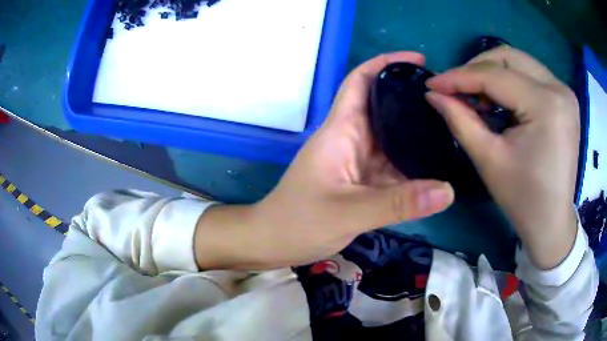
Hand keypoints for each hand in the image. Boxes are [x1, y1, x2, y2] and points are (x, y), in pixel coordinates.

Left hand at [195, 52, 453, 269]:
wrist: (273, 242)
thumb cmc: (298, 222)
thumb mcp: (348, 213)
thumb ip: (398, 203)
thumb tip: (448, 191)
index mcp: (340, 131)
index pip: (360, 83)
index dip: (385, 65)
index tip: (418, 60)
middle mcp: (350, 140)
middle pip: (383, 107)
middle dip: (411, 98)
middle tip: (446, 100)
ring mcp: (357, 162)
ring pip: (391, 138)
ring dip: (416, 132)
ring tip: (450, 128)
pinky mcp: (361, 182)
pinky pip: (392, 166)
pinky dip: (412, 164)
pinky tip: (435, 165)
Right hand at [426, 46, 579, 268]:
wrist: (552, 221)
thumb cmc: (523, 198)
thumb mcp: (489, 160)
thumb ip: (460, 120)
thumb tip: (433, 94)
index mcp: (546, 105)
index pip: (495, 76)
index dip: (459, 77)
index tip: (432, 84)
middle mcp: (559, 88)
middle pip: (508, 57)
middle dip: (476, 68)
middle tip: (456, 88)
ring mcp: (564, 91)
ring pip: (519, 62)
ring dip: (493, 73)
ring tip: (477, 96)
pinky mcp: (564, 98)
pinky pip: (531, 75)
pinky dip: (510, 81)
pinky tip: (500, 100)